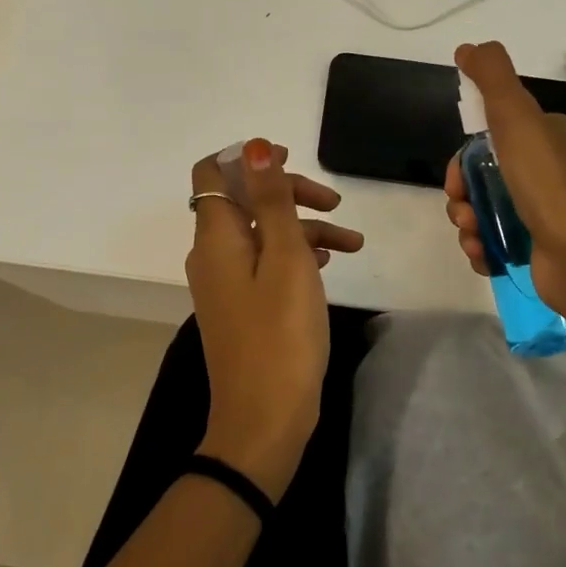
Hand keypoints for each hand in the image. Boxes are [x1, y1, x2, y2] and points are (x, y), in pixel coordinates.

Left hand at [186, 139, 363, 500]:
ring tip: (352, 245)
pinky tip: (328, 265)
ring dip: (303, 228)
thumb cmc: (281, 334)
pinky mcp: (242, 306)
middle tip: (334, 205)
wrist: (265, 420)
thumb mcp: (286, 258)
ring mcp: (226, 283)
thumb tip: (253, 146)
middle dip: (289, 193)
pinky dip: (295, 255)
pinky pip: (266, 263)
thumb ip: (272, 200)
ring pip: (262, 233)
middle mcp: (213, 254)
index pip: (213, 172)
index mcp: (216, 236)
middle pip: (245, 200)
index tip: (290, 159)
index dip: (248, 158)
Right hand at [443, 41, 565, 332]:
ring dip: (467, 223)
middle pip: (482, 176)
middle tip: (461, 208)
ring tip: (474, 237)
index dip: (464, 156)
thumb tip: (468, 47)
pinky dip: (482, 249)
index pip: (490, 137)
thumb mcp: (518, 119)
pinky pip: (495, 243)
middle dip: (461, 193)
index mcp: (546, 137)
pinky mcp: (539, 249)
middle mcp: (546, 171)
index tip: (456, 176)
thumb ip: (492, 78)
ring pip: (484, 210)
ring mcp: (544, 213)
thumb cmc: (550, 187)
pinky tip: (484, 256)